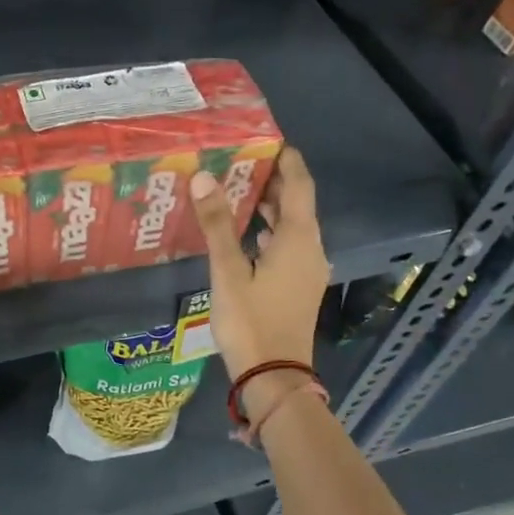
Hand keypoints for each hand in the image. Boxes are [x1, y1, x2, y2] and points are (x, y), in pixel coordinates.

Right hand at [188, 146, 330, 380]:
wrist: (274, 375)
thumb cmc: (250, 321)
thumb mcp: (228, 271)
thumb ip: (217, 224)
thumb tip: (203, 176)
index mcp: (298, 239)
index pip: (299, 185)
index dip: (288, 160)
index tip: (269, 139)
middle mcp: (310, 249)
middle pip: (297, 204)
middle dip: (274, 181)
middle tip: (242, 161)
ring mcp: (308, 270)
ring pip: (293, 227)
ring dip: (271, 208)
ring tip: (238, 190)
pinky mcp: (299, 287)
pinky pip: (289, 247)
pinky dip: (270, 232)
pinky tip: (246, 235)